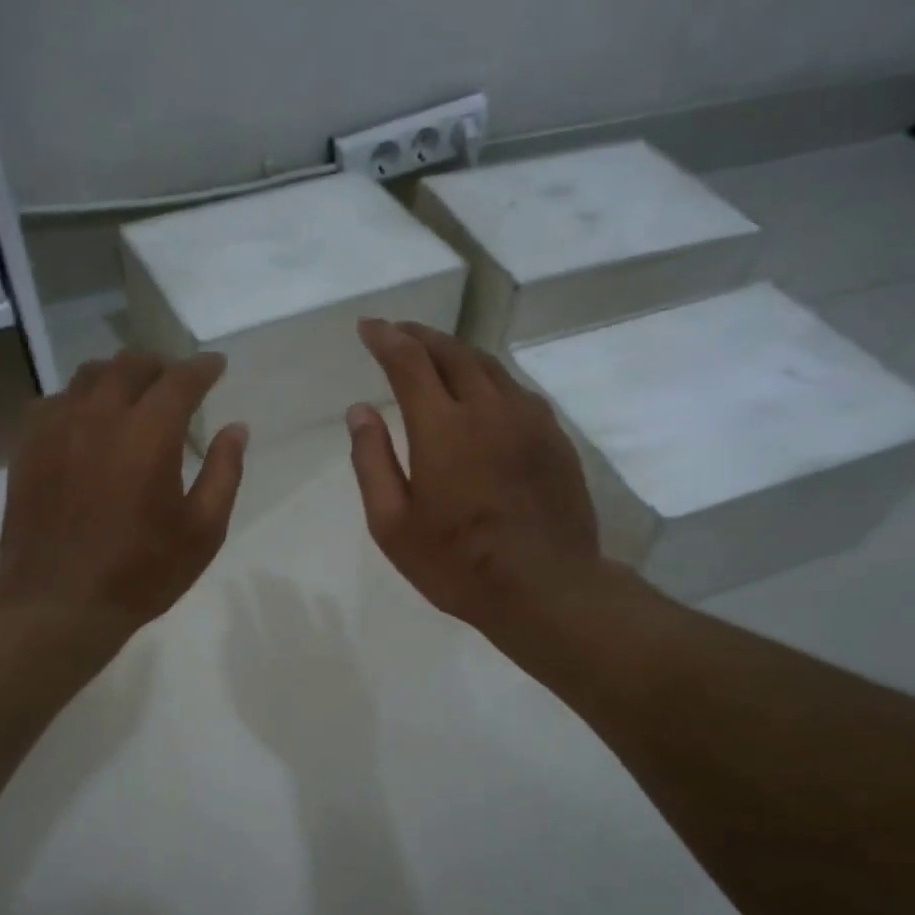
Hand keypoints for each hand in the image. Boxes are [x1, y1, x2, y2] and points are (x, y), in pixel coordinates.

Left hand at [0, 350, 246, 636]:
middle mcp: (100, 415)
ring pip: (89, 376)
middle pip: (131, 365)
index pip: (181, 380)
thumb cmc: (141, 572)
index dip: (203, 368)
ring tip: (132, 396)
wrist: (59, 602)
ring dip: (118, 377)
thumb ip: (224, 473)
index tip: (216, 366)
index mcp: (149, 433)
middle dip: (161, 366)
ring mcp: (57, 427)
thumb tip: (236, 429)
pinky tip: (86, 422)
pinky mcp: (27, 446)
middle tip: (176, 382)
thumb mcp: (203, 531)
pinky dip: (79, 400)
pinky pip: (54, 401)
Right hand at [347, 318, 606, 647]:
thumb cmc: (457, 563)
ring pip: (490, 366)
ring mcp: (529, 420)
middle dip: (421, 336)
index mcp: (443, 428)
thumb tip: (360, 411)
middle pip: (453, 353)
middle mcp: (489, 409)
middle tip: (399, 333)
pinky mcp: (555, 438)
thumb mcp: (393, 525)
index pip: (410, 363)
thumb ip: (372, 462)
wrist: (546, 588)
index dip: (387, 339)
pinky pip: (517, 391)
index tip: (369, 327)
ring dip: (457, 353)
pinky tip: (483, 393)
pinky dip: (490, 378)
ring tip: (436, 355)